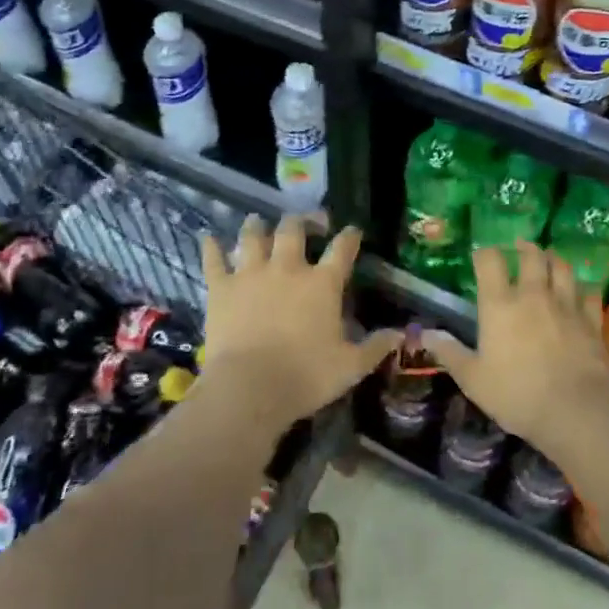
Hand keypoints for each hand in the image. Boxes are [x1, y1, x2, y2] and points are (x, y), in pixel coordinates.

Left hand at [197, 215, 394, 427]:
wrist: (248, 388)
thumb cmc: (305, 376)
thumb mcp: (350, 366)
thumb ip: (376, 347)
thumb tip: (400, 335)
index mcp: (322, 283)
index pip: (342, 249)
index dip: (350, 236)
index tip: (353, 231)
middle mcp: (288, 268)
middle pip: (293, 230)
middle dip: (301, 221)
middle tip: (306, 222)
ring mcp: (251, 274)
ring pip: (253, 236)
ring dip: (256, 226)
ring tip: (257, 221)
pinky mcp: (221, 288)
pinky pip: (213, 259)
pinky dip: (211, 247)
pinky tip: (208, 237)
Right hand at [424, 243, 608, 454]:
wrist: (575, 410)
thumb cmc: (516, 394)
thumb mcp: (473, 379)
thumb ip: (450, 353)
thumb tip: (425, 335)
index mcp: (500, 305)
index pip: (490, 261)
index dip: (485, 254)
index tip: (481, 256)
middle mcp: (533, 295)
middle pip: (532, 256)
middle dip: (525, 248)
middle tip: (520, 247)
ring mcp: (566, 305)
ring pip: (563, 268)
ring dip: (554, 260)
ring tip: (549, 261)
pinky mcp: (591, 321)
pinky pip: (590, 294)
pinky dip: (584, 289)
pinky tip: (581, 293)